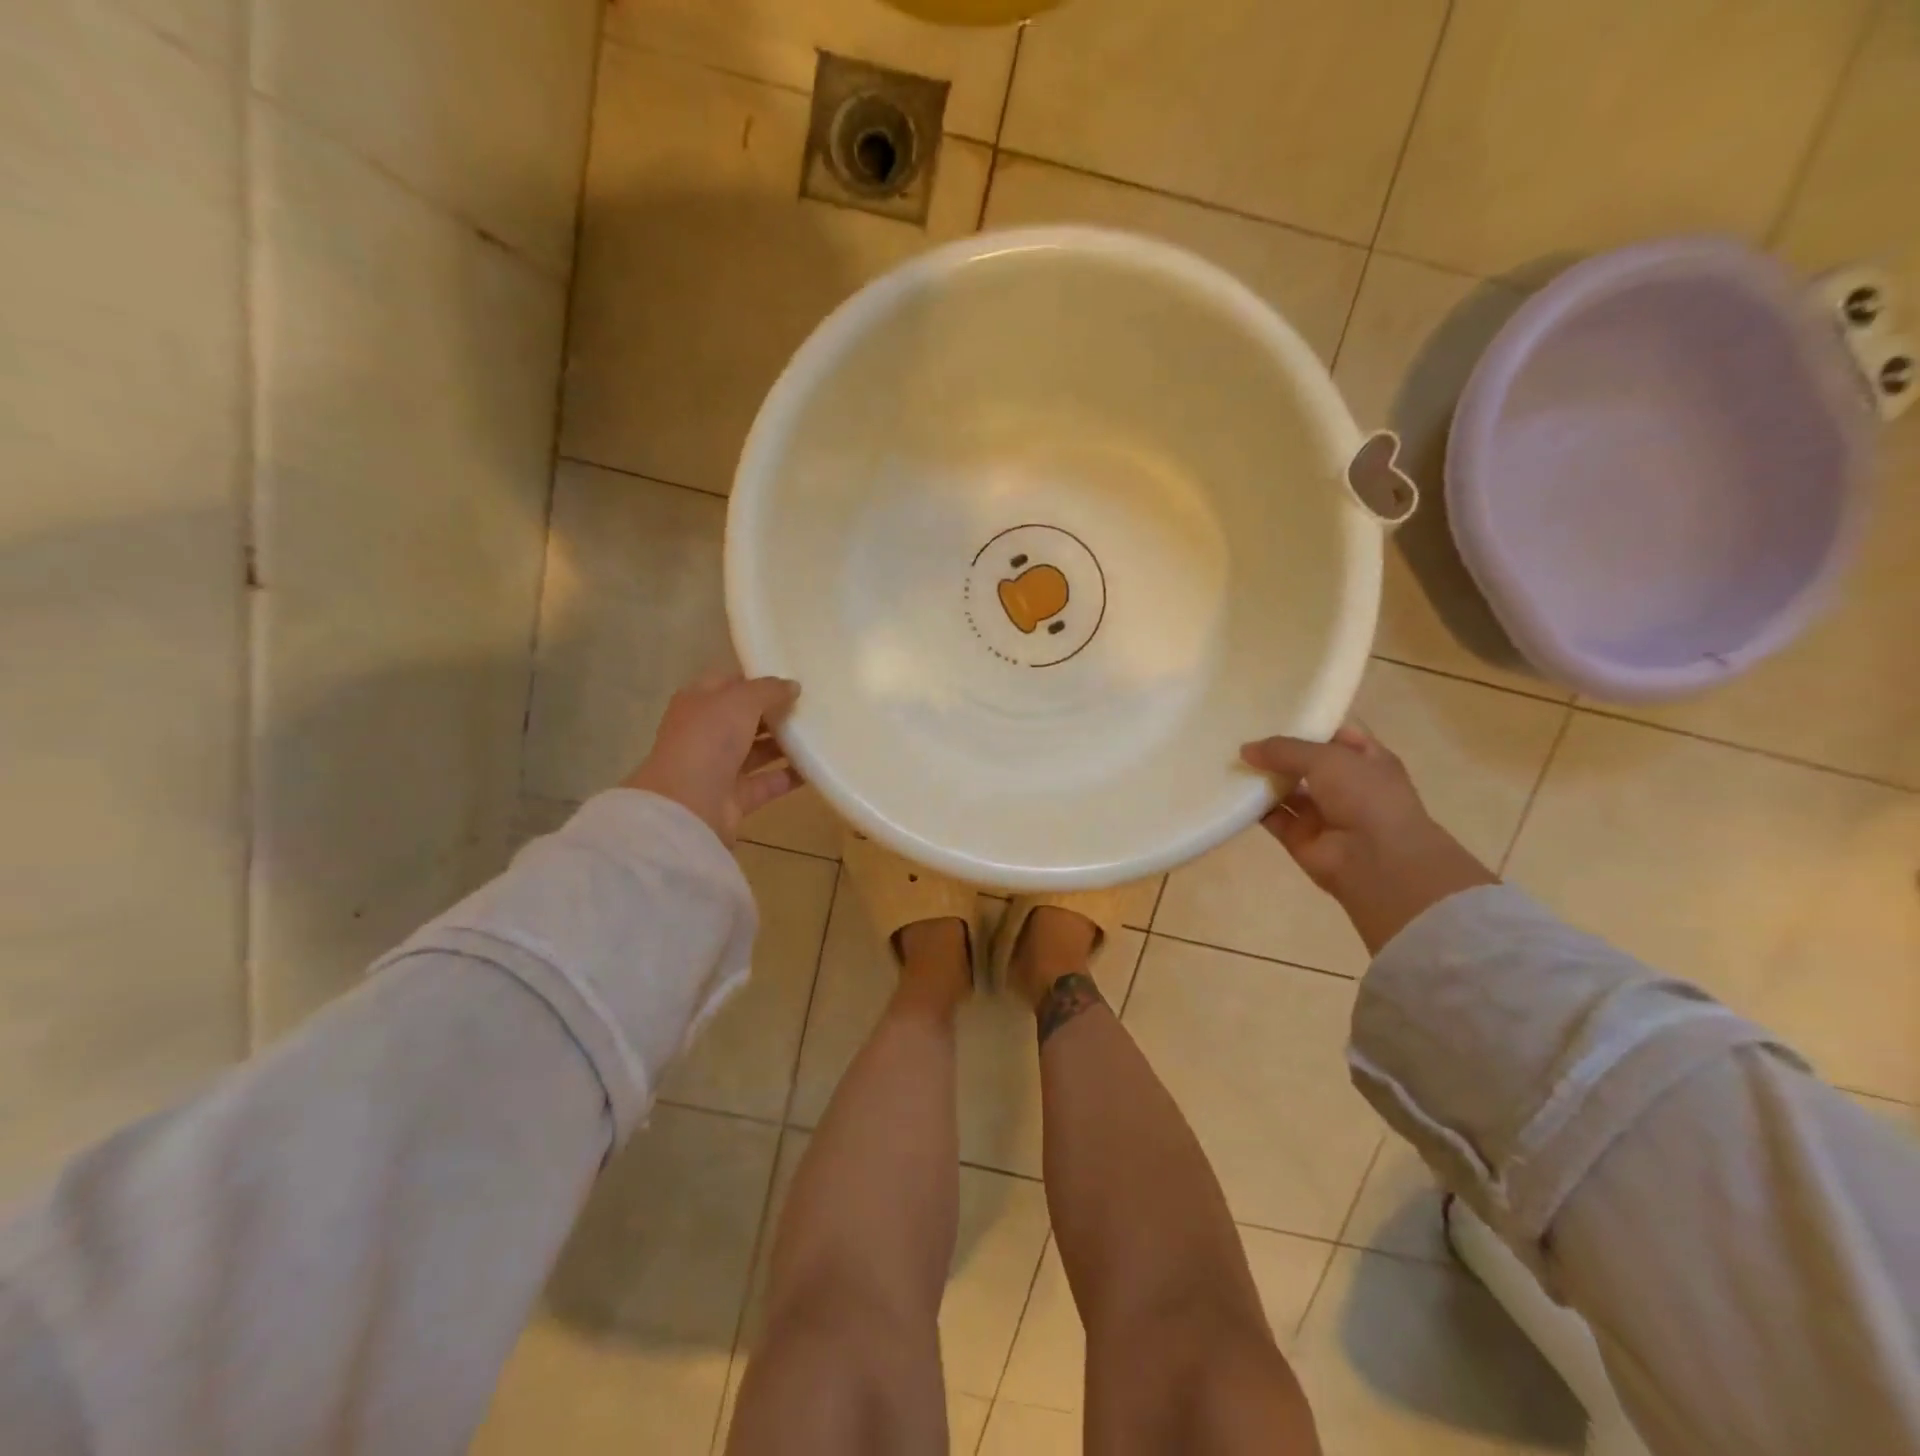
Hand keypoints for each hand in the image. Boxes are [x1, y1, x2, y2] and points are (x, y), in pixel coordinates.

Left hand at [624, 674, 801, 844]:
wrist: (689, 805)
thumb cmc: (709, 739)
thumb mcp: (741, 700)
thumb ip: (769, 690)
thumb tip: (793, 687)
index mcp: (698, 703)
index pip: (729, 684)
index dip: (758, 680)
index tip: (791, 680)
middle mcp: (706, 733)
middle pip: (745, 718)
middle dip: (775, 712)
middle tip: (811, 705)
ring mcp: (720, 767)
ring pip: (757, 750)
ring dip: (785, 743)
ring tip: (819, 733)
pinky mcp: (736, 797)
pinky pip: (769, 781)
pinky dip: (790, 776)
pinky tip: (815, 765)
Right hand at [1240, 725, 1496, 953]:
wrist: (1377, 861)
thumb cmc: (1365, 796)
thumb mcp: (1327, 757)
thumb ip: (1284, 750)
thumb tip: (1245, 749)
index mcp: (1366, 760)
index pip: (1333, 736)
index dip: (1306, 724)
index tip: (1271, 713)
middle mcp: (1345, 785)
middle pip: (1304, 763)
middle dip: (1277, 752)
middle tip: (1240, 734)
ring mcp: (1322, 812)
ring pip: (1286, 789)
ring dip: (1262, 777)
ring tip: (1229, 758)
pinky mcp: (1298, 836)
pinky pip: (1272, 816)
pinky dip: (1253, 806)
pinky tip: (1230, 790)